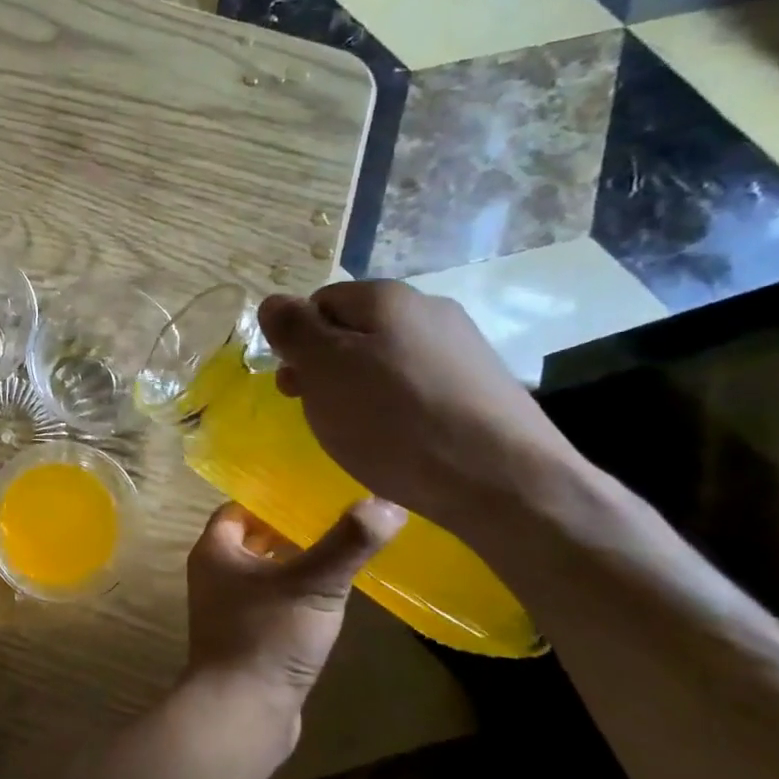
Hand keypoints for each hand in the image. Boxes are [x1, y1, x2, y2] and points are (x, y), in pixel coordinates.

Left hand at [186, 499, 404, 712]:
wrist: (242, 712)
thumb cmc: (267, 637)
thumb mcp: (313, 584)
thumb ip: (347, 543)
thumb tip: (388, 503)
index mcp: (214, 551)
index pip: (239, 508)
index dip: (273, 498)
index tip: (314, 492)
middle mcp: (214, 574)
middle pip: (253, 539)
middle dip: (289, 529)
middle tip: (336, 518)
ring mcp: (228, 608)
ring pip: (264, 571)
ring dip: (295, 561)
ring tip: (341, 551)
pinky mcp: (247, 637)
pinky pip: (272, 601)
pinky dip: (296, 593)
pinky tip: (330, 597)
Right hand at [257, 281, 584, 530]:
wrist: (504, 481)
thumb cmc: (396, 421)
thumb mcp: (325, 370)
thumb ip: (293, 330)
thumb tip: (274, 302)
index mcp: (385, 297)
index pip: (317, 303)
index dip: (296, 342)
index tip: (294, 386)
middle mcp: (428, 309)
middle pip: (352, 331)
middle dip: (325, 368)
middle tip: (318, 412)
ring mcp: (461, 347)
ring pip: (385, 361)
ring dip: (358, 390)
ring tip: (358, 433)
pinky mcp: (481, 386)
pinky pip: (417, 387)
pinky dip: (397, 409)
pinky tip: (400, 441)